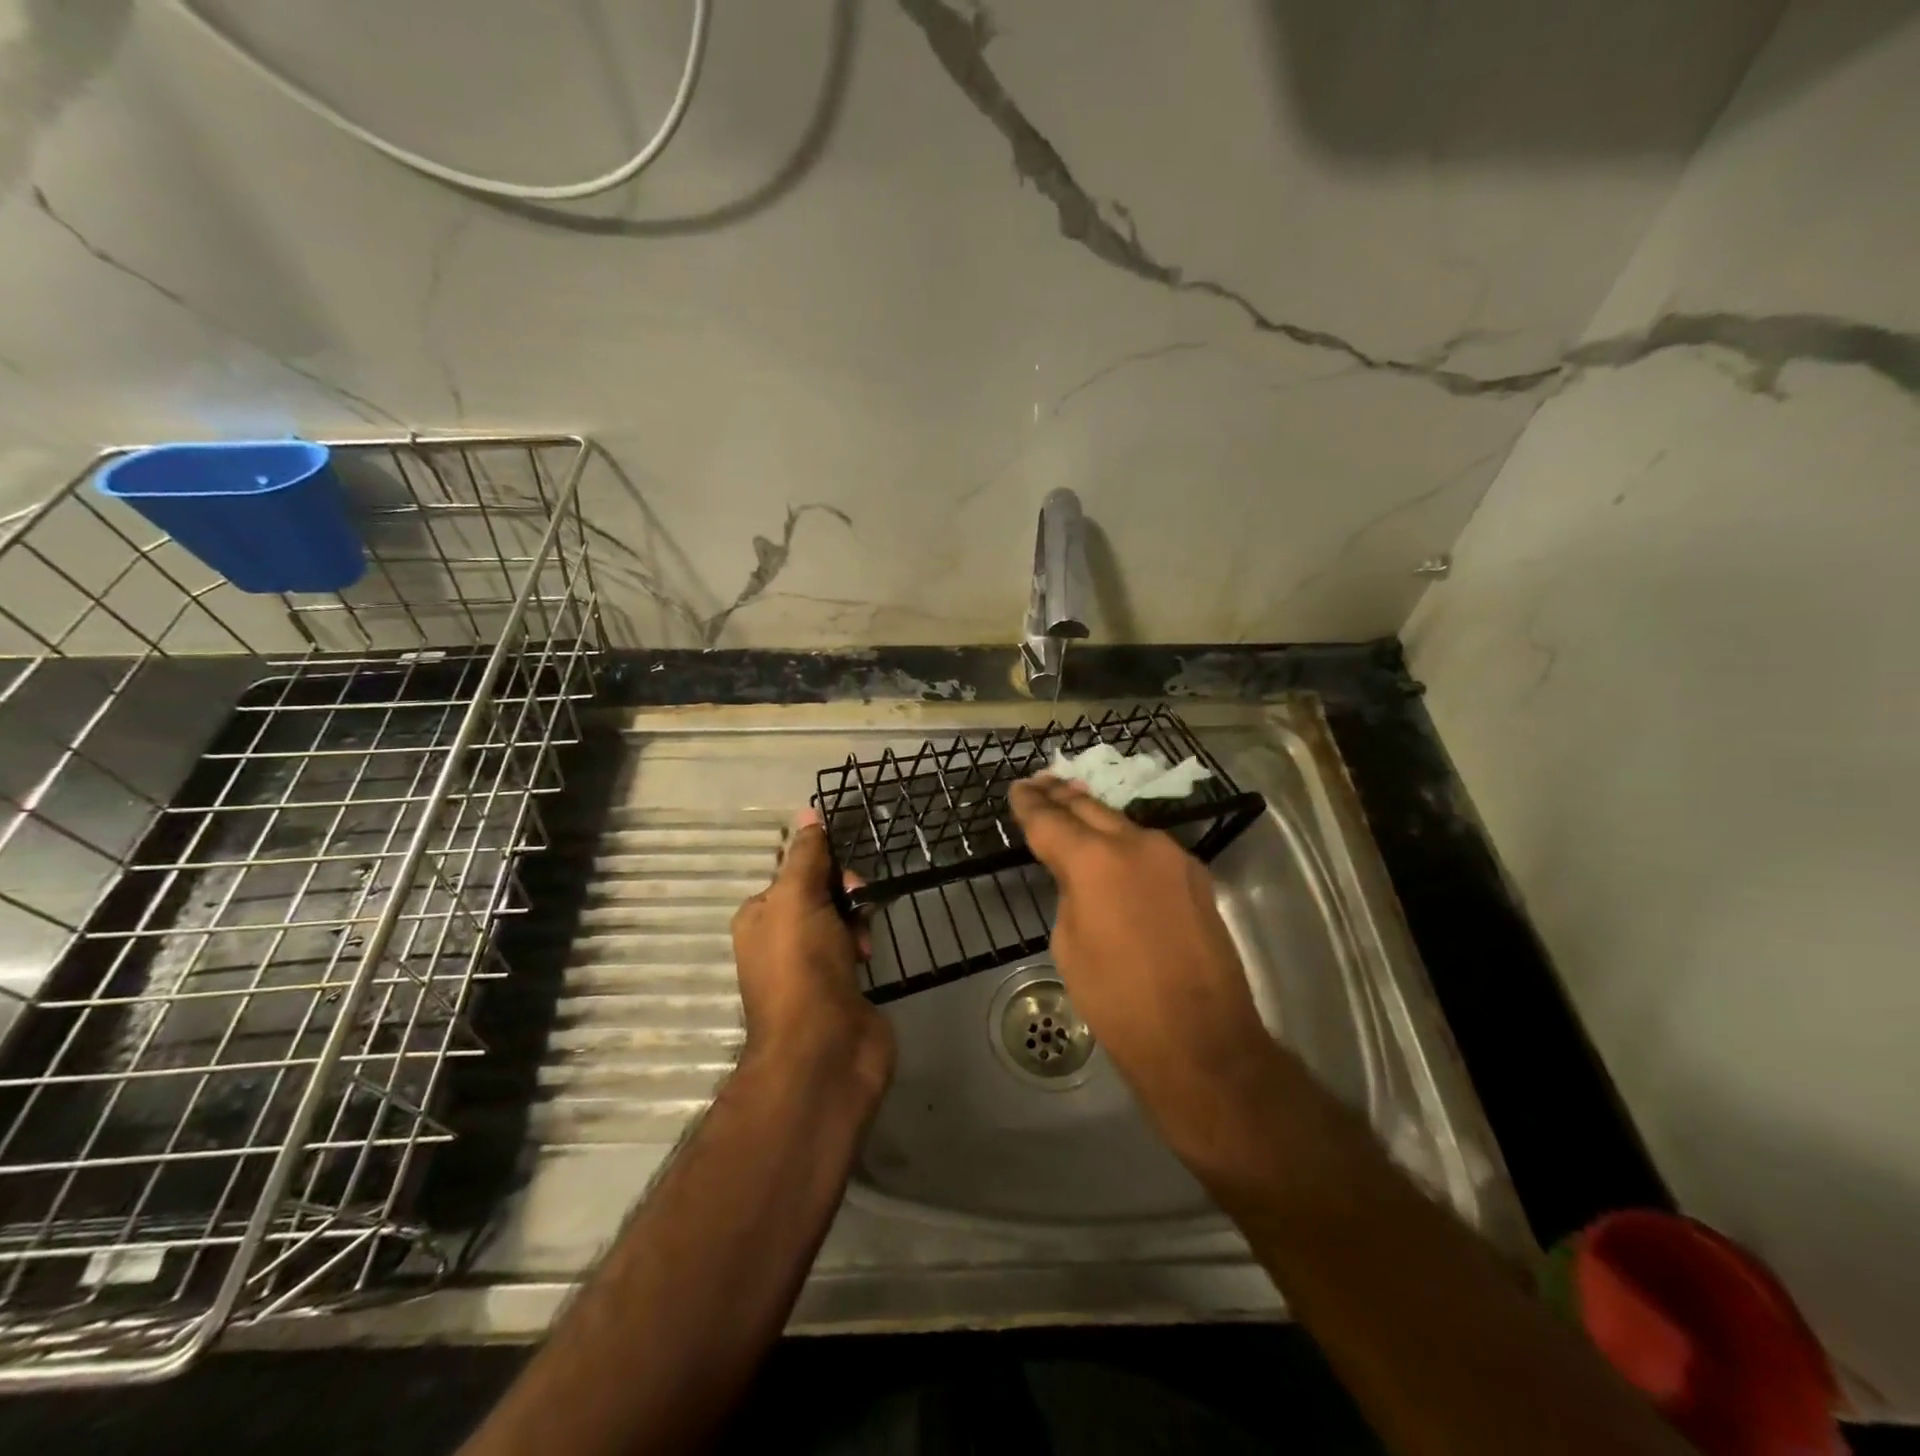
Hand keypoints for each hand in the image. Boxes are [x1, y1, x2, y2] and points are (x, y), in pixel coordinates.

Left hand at [731, 810, 894, 1098]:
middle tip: (857, 904)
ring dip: (858, 921)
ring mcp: (811, 966)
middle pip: (821, 893)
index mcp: (760, 916)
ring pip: (842, 919)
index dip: (823, 866)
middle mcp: (780, 939)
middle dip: (844, 893)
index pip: (796, 871)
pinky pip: (855, 948)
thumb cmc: (802, 967)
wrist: (824, 1051)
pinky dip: (865, 946)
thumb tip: (808, 812)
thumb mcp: (798, 899)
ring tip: (864, 943)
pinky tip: (870, 957)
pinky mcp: (840, 987)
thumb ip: (806, 856)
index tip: (843, 876)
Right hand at [1009, 775, 1283, 1158]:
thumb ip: (1071, 895)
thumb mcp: (1070, 946)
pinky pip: (1149, 849)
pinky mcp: (1196, 877)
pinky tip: (1114, 849)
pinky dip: (1125, 843)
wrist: (1201, 1041)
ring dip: (1095, 817)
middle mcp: (1137, 844)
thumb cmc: (1118, 1002)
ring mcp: (1173, 857)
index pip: (1050, 820)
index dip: (1030, 804)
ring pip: (1123, 825)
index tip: (1017, 789)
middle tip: (1040, 783)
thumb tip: (1082, 881)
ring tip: (1073, 806)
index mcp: (1095, 860)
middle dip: (1061, 796)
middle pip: (1089, 808)